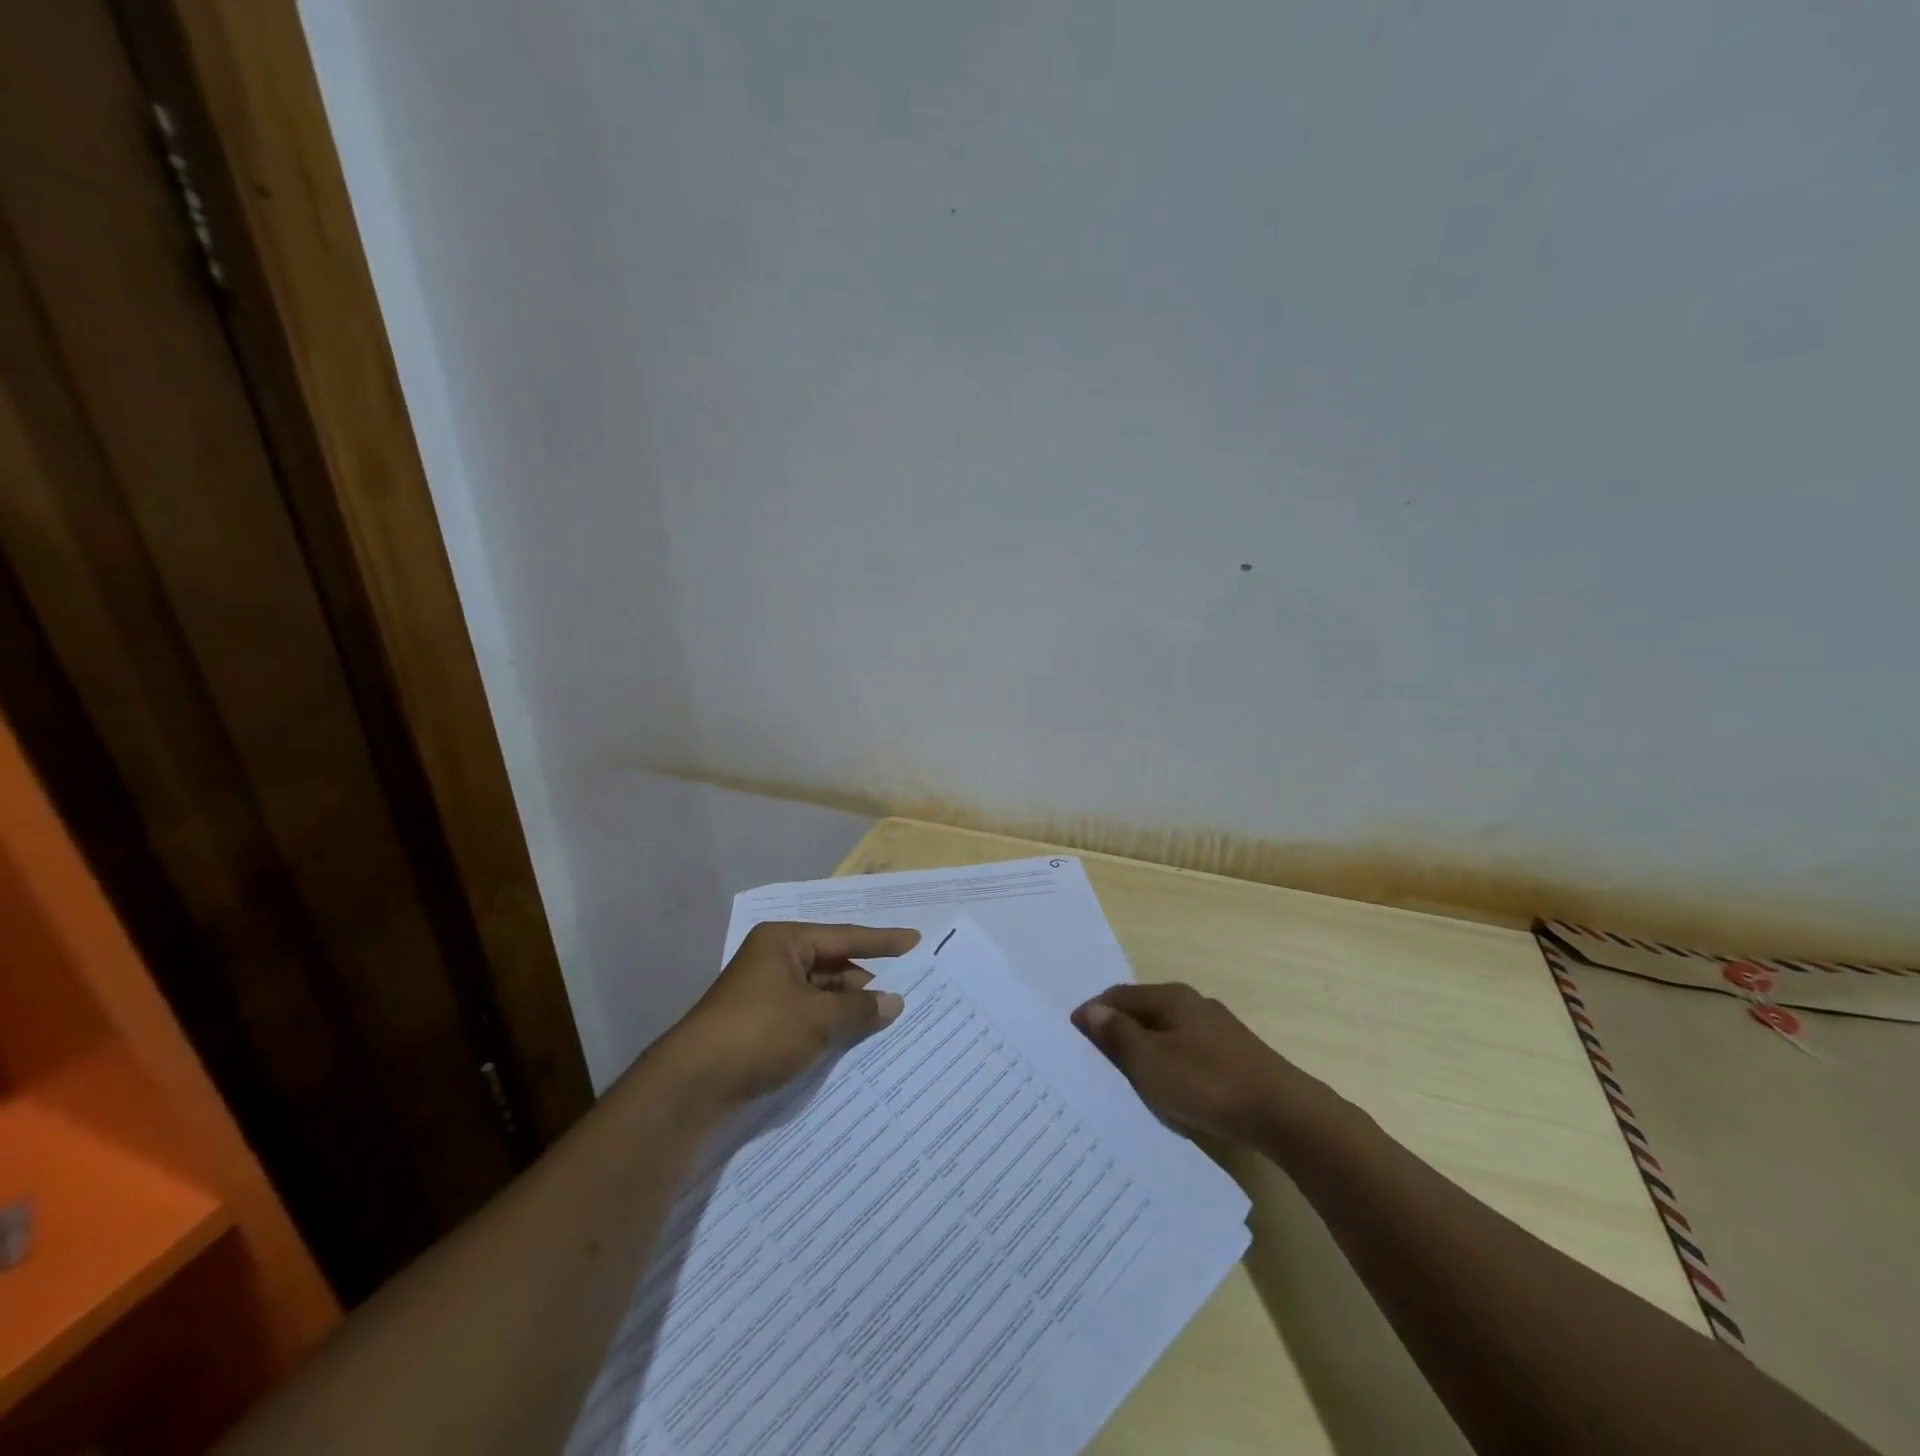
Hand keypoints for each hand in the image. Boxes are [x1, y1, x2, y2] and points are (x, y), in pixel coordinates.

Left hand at [660, 922, 919, 1107]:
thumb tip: (893, 1002)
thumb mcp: (817, 1018)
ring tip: (885, 1018)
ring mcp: (764, 994)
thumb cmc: (759, 1033)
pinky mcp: (759, 1026)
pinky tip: (853, 1039)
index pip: (843, 936)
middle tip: (903, 991)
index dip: (882, 941)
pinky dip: (829, 1025)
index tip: (914, 940)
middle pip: (831, 964)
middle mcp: (773, 960)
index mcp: (783, 942)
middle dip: (864, 980)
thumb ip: (860, 1009)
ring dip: (847, 1007)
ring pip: (819, 993)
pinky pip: (806, 1016)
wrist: (693, 1086)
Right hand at [1072, 982, 1326, 1143]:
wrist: (1284, 1114)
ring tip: (1125, 1079)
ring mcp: (1217, 1031)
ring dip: (1142, 1050)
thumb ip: (1117, 1035)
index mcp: (1170, 997)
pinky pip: (1186, 1053)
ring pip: (1166, 1034)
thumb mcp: (1151, 1061)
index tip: (1072, 1039)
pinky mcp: (1234, 1057)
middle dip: (1116, 1031)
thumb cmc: (1208, 1082)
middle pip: (1143, 1012)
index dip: (1093, 1013)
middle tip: (1094, 1061)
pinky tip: (1167, 1090)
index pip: (1118, 995)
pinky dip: (1167, 1065)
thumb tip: (1089, 1011)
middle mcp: (1193, 1005)